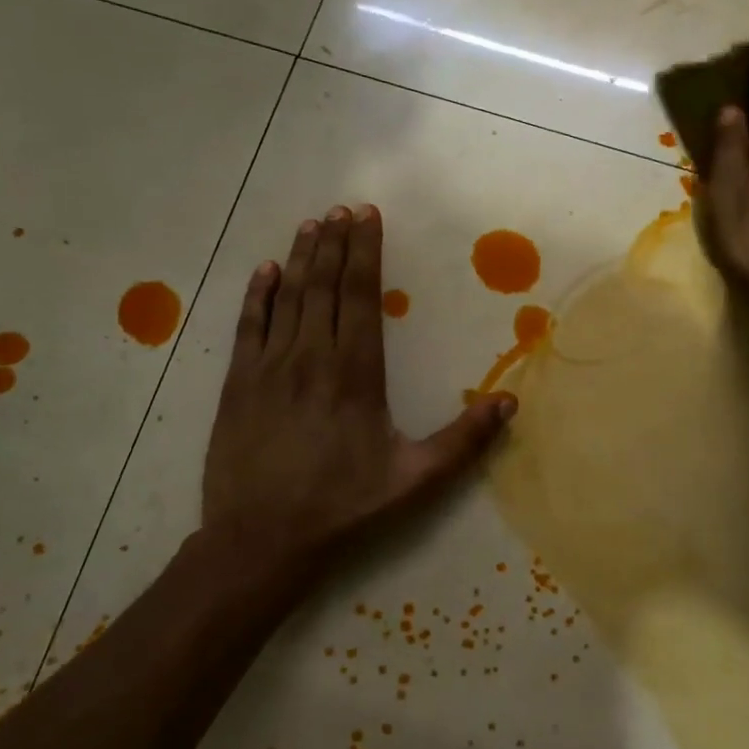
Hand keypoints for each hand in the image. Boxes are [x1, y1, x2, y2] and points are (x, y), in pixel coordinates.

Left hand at [202, 205, 515, 573]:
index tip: (367, 217)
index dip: (364, 251)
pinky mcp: (237, 384)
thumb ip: (464, 440)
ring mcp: (269, 367)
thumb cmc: (343, 507)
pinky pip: (248, 326)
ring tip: (311, 225)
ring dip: (301, 258)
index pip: (361, 295)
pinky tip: (265, 271)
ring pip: (287, 297)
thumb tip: (510, 402)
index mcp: (355, 372)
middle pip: (324, 285)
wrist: (261, 539)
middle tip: (342, 209)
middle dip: (334, 243)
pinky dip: (257, 294)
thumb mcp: (416, 480)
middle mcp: (311, 357)